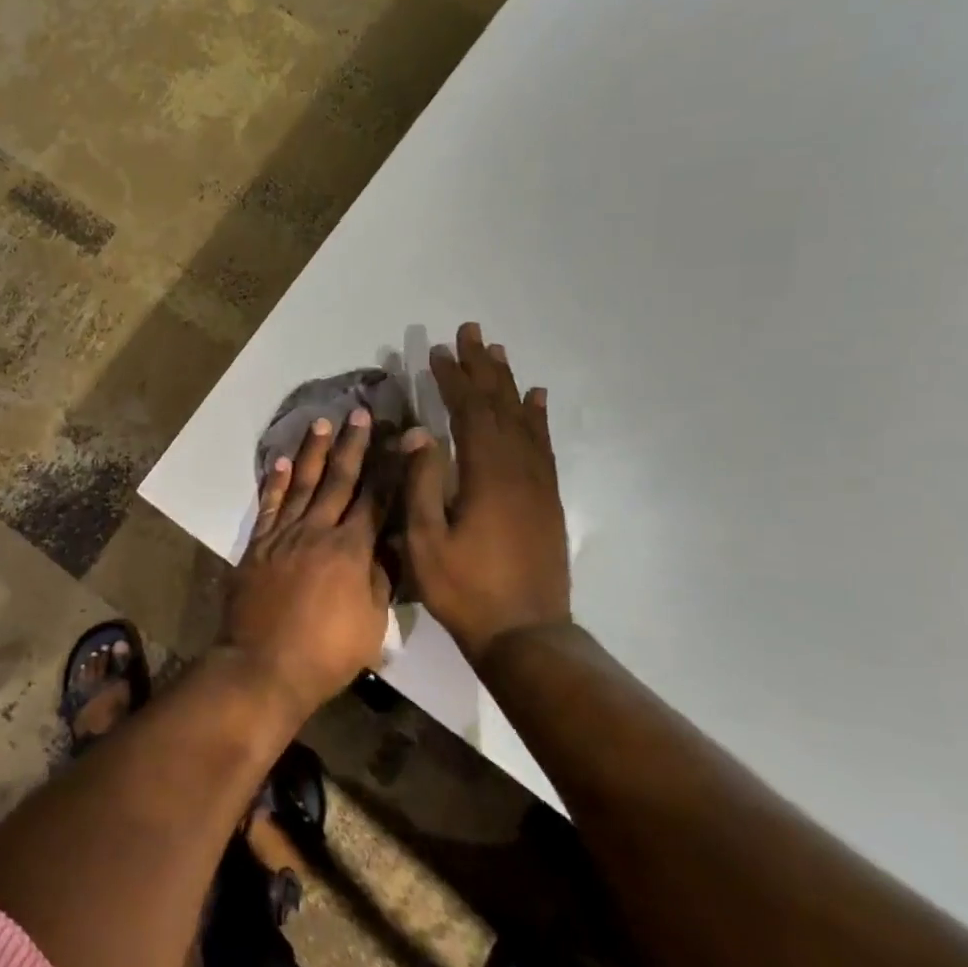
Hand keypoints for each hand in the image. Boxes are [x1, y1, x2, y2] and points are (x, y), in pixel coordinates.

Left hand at [224, 408, 391, 715]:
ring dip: (315, 452)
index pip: (376, 499)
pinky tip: (283, 461)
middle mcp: (318, 531)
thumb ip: (380, 580)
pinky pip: (269, 505)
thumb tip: (388, 547)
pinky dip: (276, 481)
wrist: (263, 665)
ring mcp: (284, 535)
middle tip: (361, 413)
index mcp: (351, 550)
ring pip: (304, 484)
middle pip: (340, 480)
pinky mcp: (258, 544)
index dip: (390, 467)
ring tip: (324, 422)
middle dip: (353, 445)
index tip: (401, 437)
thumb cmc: (326, 653)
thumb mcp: (371, 624)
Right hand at [402, 323, 570, 657]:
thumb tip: (419, 431)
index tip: (438, 351)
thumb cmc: (466, 588)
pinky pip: (544, 445)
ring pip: (524, 420)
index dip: (453, 379)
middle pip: (500, 405)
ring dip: (509, 384)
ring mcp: (538, 483)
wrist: (525, 633)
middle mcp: (518, 468)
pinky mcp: (547, 499)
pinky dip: (537, 417)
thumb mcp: (427, 540)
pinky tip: (536, 400)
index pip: (469, 412)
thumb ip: (422, 482)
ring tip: (499, 354)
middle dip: (483, 368)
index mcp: (487, 474)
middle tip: (472, 332)